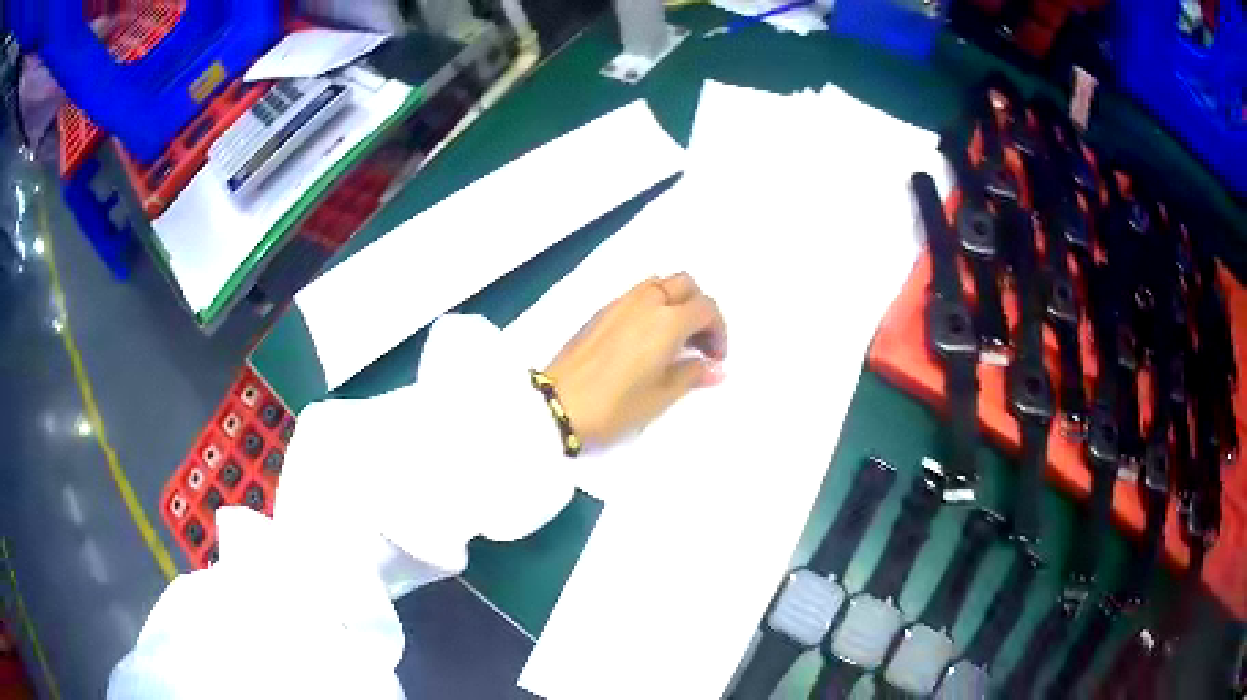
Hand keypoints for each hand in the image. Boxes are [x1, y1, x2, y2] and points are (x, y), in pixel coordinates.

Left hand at [545, 273, 727, 447]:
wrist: (557, 404)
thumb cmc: (615, 406)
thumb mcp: (660, 397)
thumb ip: (691, 375)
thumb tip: (715, 369)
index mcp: (667, 321)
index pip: (706, 308)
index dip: (718, 330)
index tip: (716, 357)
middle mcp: (646, 302)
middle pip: (685, 284)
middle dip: (700, 308)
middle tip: (699, 342)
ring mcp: (620, 303)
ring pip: (659, 284)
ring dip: (676, 302)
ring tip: (674, 338)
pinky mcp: (601, 312)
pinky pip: (637, 295)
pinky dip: (653, 306)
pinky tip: (647, 339)